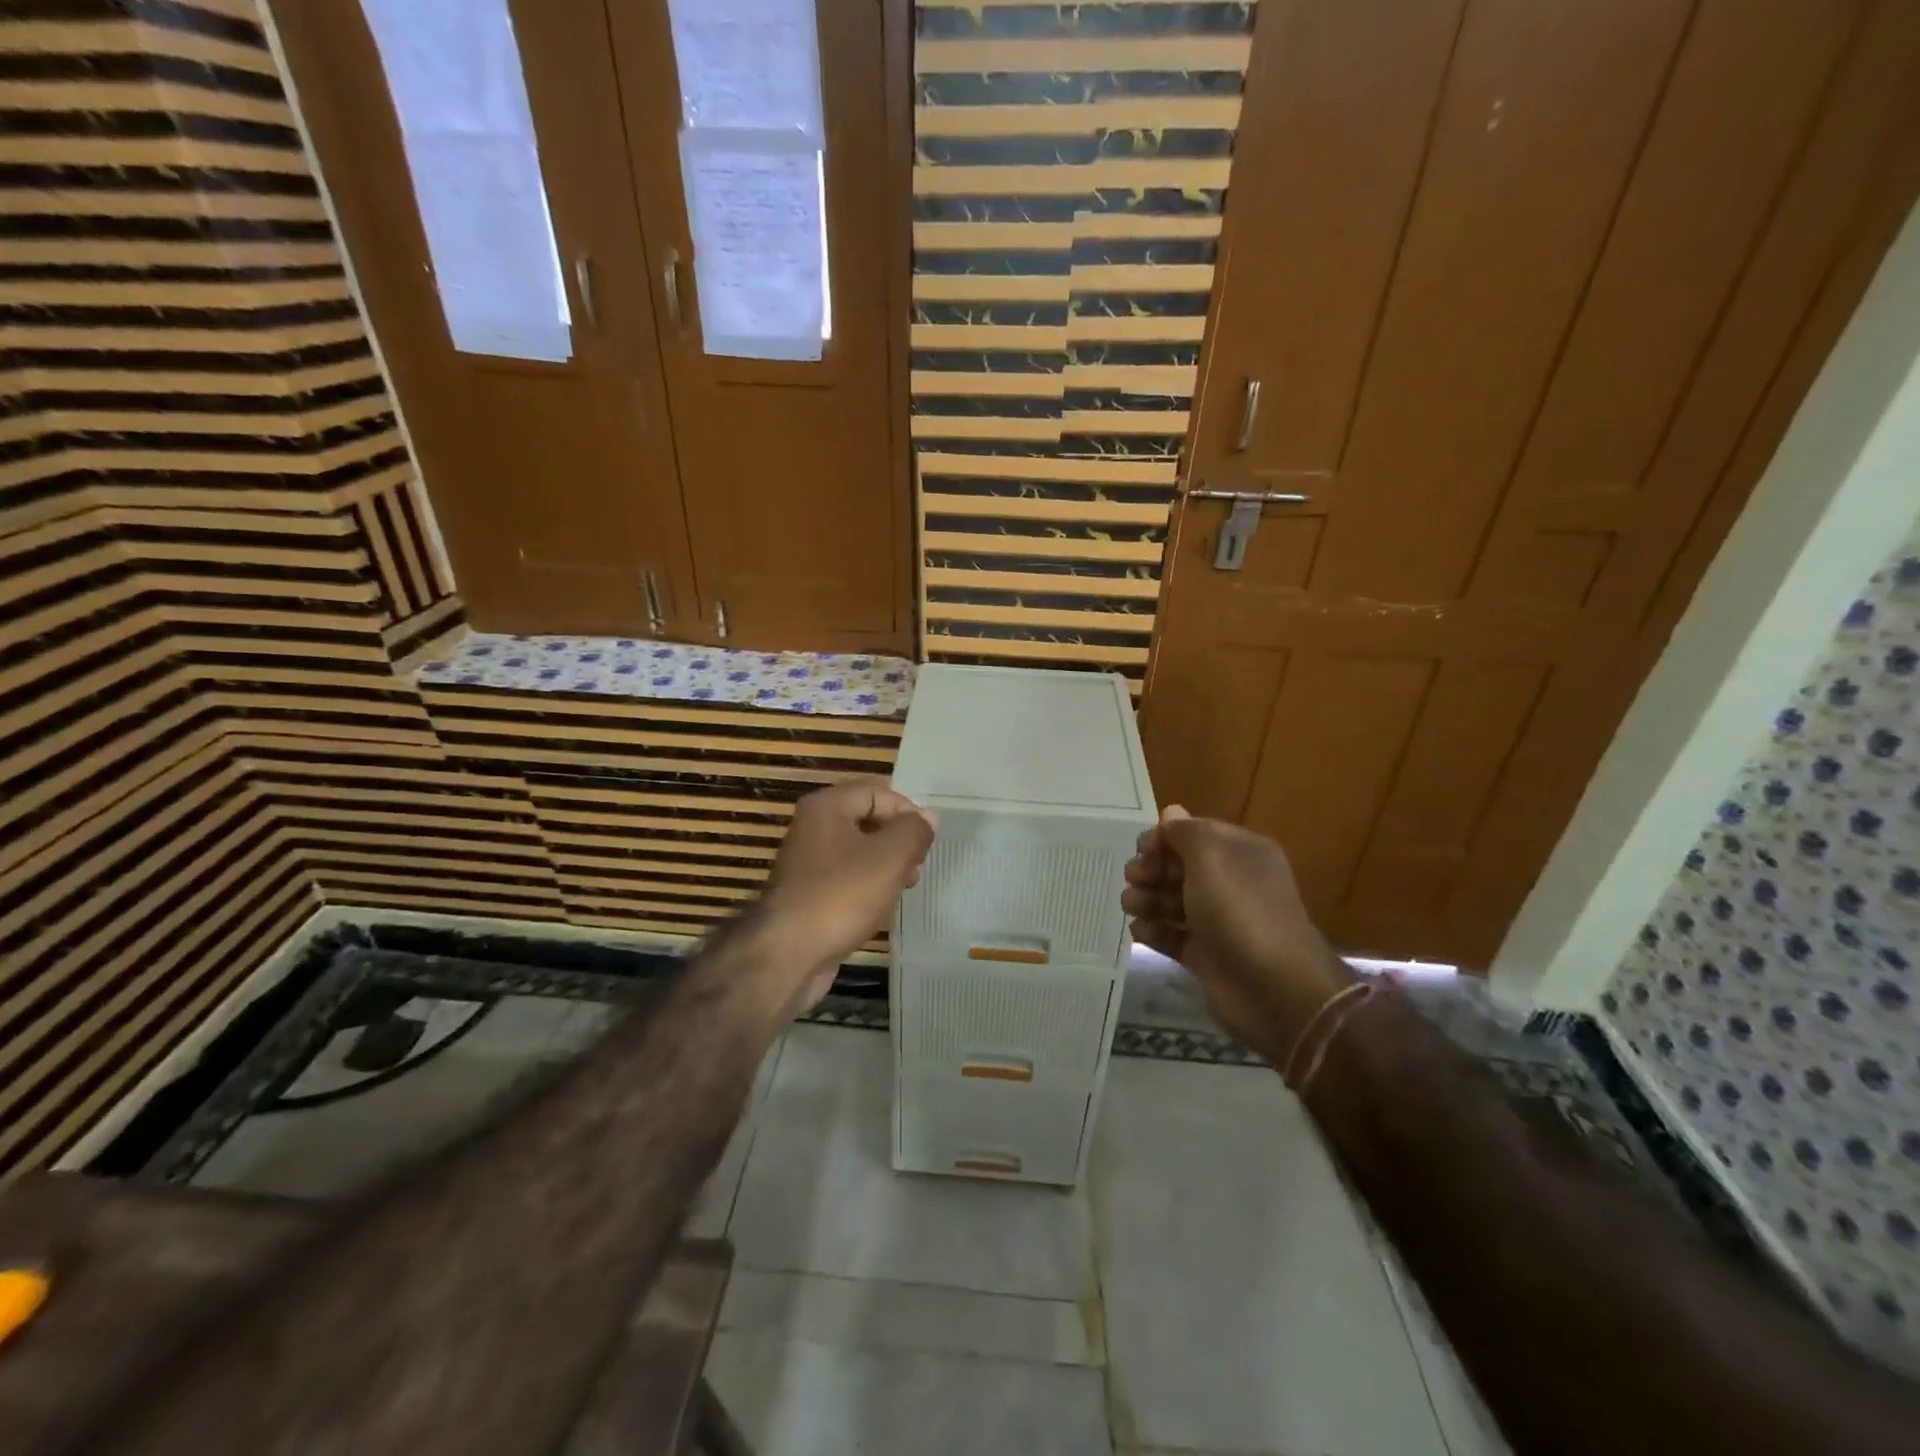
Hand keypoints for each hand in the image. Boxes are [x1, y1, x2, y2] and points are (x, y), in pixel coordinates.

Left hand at [753, 777, 937, 1014]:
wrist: (788, 955)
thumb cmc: (842, 895)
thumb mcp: (889, 857)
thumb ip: (913, 831)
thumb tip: (928, 816)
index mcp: (827, 807)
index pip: (877, 791)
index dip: (907, 811)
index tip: (927, 840)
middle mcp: (813, 828)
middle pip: (868, 820)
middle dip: (898, 839)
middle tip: (918, 864)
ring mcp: (808, 863)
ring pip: (859, 852)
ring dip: (887, 865)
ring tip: (906, 886)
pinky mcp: (809, 895)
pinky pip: (847, 879)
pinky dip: (868, 887)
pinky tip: (882, 907)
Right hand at [1122, 805, 1351, 1056]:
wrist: (1275, 989)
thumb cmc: (1240, 911)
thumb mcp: (1211, 858)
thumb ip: (1186, 833)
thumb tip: (1171, 813)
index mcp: (1241, 853)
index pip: (1195, 834)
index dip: (1165, 839)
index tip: (1141, 850)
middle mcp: (1232, 883)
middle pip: (1181, 868)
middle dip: (1152, 870)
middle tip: (1134, 880)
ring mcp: (1220, 922)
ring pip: (1174, 902)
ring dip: (1148, 899)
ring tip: (1132, 906)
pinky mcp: (1207, 956)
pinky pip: (1174, 936)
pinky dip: (1155, 931)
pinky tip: (1141, 931)